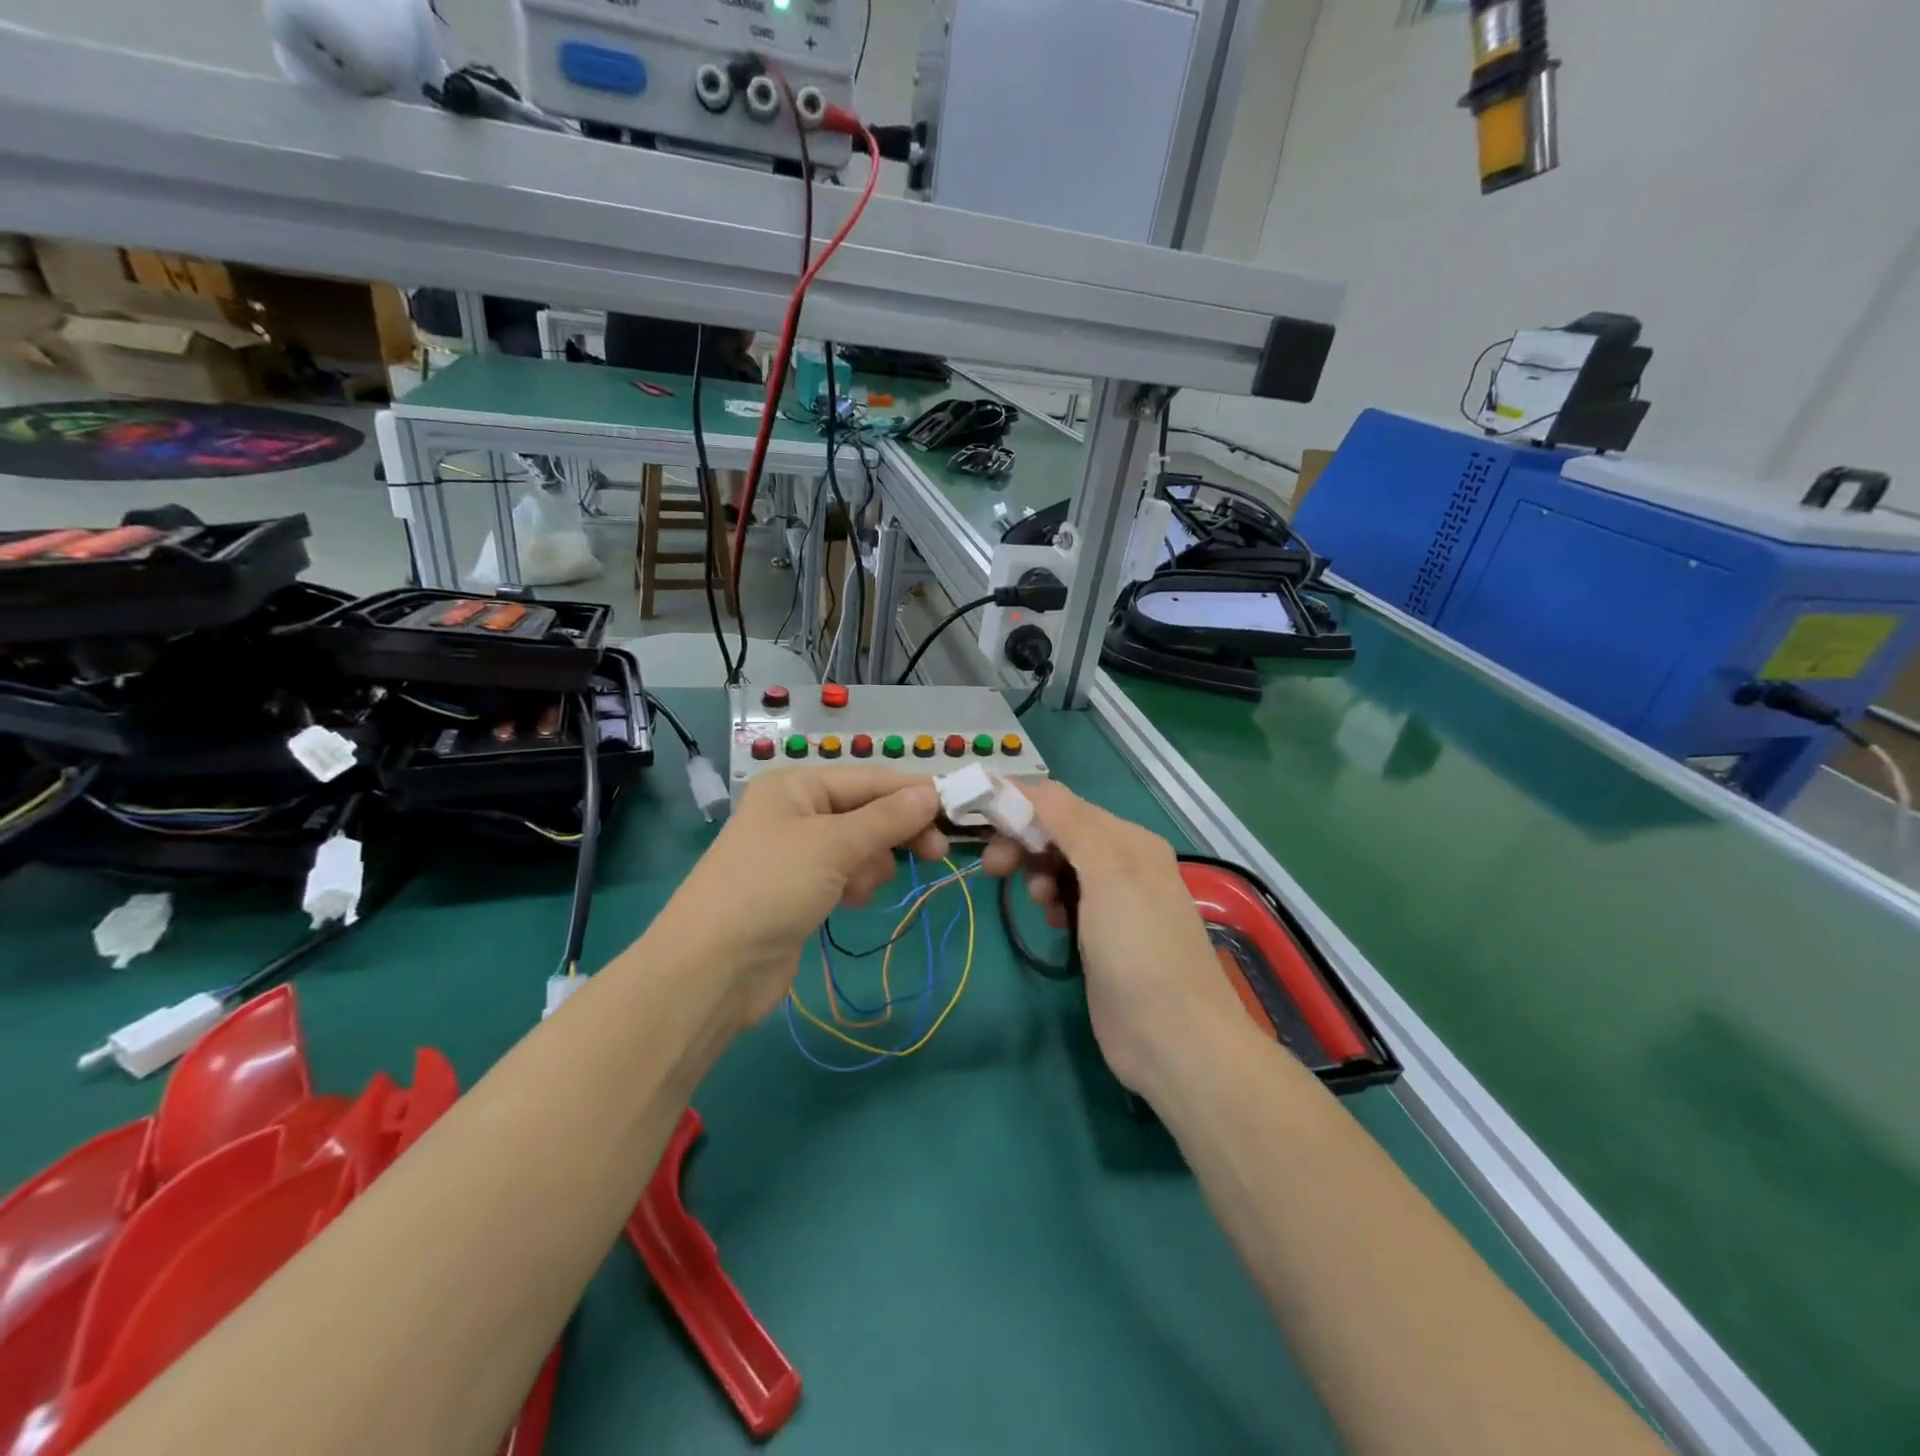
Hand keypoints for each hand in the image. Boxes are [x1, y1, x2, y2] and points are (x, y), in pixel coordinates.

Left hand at [657, 768, 947, 1026]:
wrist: (712, 969)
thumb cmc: (771, 888)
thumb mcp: (833, 846)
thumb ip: (886, 819)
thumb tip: (930, 793)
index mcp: (796, 786)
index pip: (869, 779)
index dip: (912, 793)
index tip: (956, 811)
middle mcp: (796, 811)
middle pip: (866, 811)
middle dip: (896, 832)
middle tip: (936, 854)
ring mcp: (796, 853)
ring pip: (860, 845)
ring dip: (871, 864)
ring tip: (857, 889)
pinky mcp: (799, 890)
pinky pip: (844, 874)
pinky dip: (855, 883)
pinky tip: (848, 902)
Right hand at [982, 780, 1250, 1099]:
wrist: (1173, 1038)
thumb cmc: (1138, 947)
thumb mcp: (1108, 873)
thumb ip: (1071, 823)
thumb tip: (1036, 785)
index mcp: (1129, 840)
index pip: (1064, 805)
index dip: (1021, 806)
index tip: (979, 819)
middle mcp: (1124, 863)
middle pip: (1060, 834)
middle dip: (1025, 844)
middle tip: (994, 869)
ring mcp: (1115, 903)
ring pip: (1060, 867)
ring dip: (1038, 874)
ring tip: (1038, 902)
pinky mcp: (1103, 938)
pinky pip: (1068, 901)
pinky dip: (1052, 902)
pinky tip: (1052, 921)